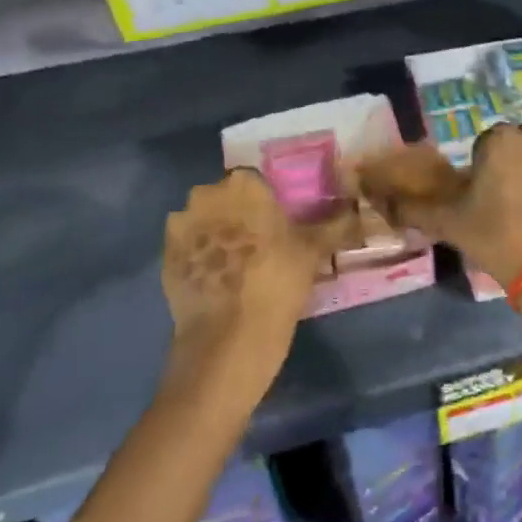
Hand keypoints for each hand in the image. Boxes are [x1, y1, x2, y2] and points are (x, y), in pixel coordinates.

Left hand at [160, 168, 344, 402]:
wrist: (226, 340)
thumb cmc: (276, 283)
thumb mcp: (313, 251)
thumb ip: (335, 224)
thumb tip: (356, 210)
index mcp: (244, 185)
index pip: (257, 180)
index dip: (268, 201)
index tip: (279, 224)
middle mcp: (206, 196)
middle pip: (226, 198)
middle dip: (239, 214)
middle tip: (261, 244)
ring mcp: (180, 227)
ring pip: (204, 221)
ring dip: (217, 234)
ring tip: (238, 265)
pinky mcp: (165, 258)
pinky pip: (188, 248)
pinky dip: (200, 258)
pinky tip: (218, 280)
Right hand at [357, 123, 521, 290]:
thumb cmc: (500, 240)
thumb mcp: (450, 225)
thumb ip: (415, 208)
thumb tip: (385, 201)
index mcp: (501, 139)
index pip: (482, 148)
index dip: (478, 175)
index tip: (479, 204)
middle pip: (513, 151)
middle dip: (507, 172)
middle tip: (501, 212)